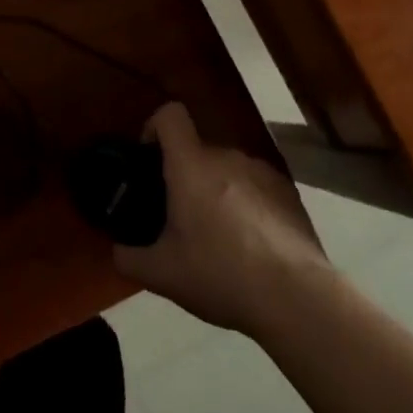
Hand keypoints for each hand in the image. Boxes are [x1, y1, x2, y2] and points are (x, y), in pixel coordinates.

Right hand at [114, 102, 331, 335]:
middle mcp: (228, 157)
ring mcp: (263, 172)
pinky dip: (246, 204)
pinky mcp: (290, 192)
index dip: (154, 126)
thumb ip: (129, 257)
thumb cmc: (219, 274)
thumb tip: (118, 250)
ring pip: (228, 170)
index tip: (149, 157)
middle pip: (198, 150)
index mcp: (192, 165)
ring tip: (218, 235)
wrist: (295, 297)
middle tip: (179, 217)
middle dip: (185, 176)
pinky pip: (256, 186)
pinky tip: (250, 244)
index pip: (170, 115)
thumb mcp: (162, 274)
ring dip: (217, 190)